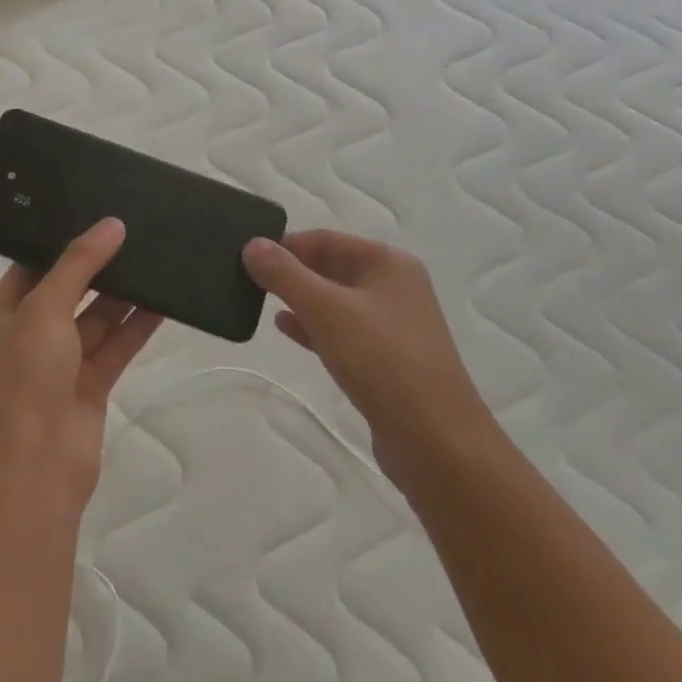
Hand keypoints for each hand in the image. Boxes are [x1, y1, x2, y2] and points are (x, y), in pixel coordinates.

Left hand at [0, 217, 161, 508]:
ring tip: (155, 257)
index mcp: (3, 314)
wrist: (33, 469)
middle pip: (69, 291)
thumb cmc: (24, 378)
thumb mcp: (44, 308)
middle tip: (134, 230)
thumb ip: (79, 265)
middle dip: (98, 266)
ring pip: (97, 319)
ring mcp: (61, 363)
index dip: (61, 242)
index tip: (95, 214)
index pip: (32, 267)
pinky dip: (137, 326)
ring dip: (123, 295)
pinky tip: (164, 302)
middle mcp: (30, 336)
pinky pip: (116, 346)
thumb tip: (111, 225)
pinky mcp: (90, 386)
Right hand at [243, 230, 494, 490]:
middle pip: (331, 266)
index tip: (245, 257)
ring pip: (335, 300)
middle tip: (245, 279)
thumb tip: (252, 244)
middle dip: (290, 272)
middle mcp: (394, 286)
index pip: (325, 239)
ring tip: (257, 301)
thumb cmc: (382, 361)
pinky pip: (342, 330)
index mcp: (387, 263)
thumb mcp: (326, 310)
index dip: (285, 245)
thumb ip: (286, 275)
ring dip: (299, 299)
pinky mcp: (387, 359)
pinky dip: (313, 326)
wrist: (436, 442)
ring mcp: (393, 324)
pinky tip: (285, 328)